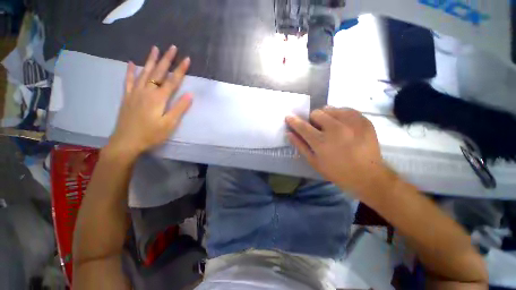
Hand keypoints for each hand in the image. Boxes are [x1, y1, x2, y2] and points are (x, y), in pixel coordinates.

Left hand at [108, 45, 191, 156]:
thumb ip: (179, 108)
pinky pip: (128, 81)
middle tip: (172, 47)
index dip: (180, 70)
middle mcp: (147, 92)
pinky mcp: (127, 97)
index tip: (187, 59)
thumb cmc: (151, 134)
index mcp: (158, 99)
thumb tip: (190, 94)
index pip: (173, 81)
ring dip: (150, 60)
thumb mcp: (169, 124)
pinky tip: (131, 63)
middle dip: (166, 59)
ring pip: (144, 72)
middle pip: (158, 72)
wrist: (127, 142)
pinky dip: (130, 71)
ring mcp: (135, 93)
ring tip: (155, 49)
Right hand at [286, 107, 394, 198]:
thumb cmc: (337, 171)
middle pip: (316, 113)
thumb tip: (289, 133)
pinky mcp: (363, 120)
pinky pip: (345, 110)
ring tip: (330, 126)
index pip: (303, 126)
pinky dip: (339, 115)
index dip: (294, 121)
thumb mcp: (314, 162)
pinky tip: (342, 125)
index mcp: (321, 142)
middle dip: (312, 120)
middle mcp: (336, 129)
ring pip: (330, 109)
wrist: (368, 175)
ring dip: (326, 116)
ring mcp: (351, 123)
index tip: (289, 117)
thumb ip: (300, 146)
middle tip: (317, 129)